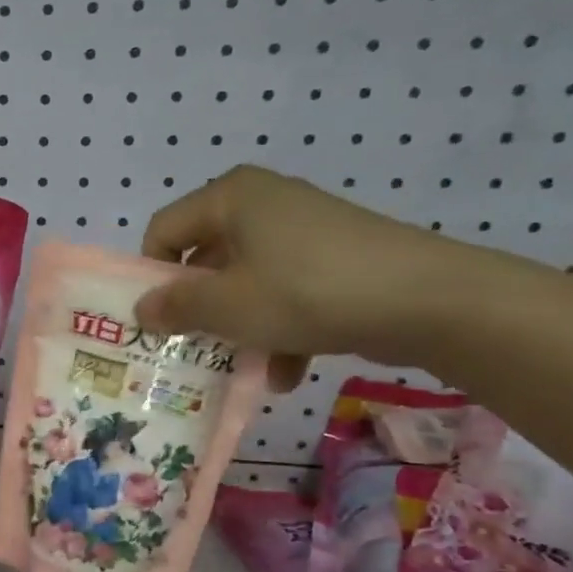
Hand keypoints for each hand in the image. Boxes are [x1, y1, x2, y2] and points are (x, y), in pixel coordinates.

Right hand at [136, 165, 462, 389]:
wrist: (431, 300)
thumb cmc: (306, 291)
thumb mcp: (228, 306)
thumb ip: (176, 306)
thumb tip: (141, 309)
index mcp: (230, 197)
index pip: (163, 230)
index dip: (151, 276)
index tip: (156, 320)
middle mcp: (262, 203)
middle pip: (206, 259)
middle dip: (198, 309)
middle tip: (190, 347)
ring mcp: (303, 230)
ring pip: (246, 281)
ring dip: (239, 328)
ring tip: (242, 369)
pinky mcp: (335, 258)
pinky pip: (286, 290)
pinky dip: (279, 329)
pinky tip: (286, 374)